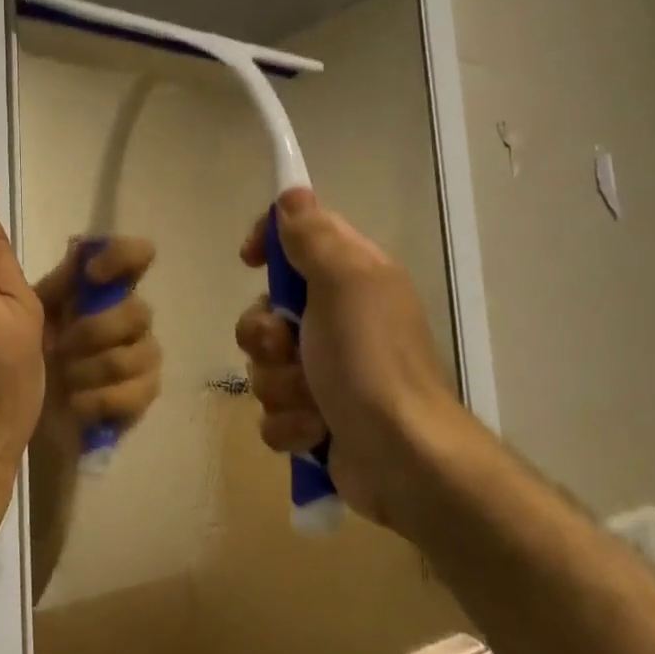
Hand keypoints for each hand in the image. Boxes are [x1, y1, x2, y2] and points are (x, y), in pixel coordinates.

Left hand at [33, 237, 161, 447]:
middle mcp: (128, 316)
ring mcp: (140, 357)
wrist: (18, 420)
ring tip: (64, 379)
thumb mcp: (20, 310)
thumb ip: (43, 273)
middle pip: (139, 310)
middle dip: (94, 331)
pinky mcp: (142, 395)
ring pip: (140, 352)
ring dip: (92, 368)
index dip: (122, 256)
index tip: (92, 273)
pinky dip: (99, 399)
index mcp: (99, 290)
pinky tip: (77, 403)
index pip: (136, 256)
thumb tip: (57, 230)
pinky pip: (138, 391)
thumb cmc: (19, 356)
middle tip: (60, 347)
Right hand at [235, 188, 457, 529]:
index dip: (269, 243)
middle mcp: (337, 320)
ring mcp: (324, 372)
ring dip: (280, 385)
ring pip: (264, 364)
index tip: (250, 259)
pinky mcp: (315, 419)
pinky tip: (316, 433)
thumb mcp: (345, 283)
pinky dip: (290, 424)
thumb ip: (314, 236)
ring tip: (313, 402)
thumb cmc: (371, 362)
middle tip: (289, 348)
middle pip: (265, 310)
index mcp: (351, 279)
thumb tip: (292, 194)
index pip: (298, 238)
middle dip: (266, 336)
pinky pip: (273, 411)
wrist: (404, 459)